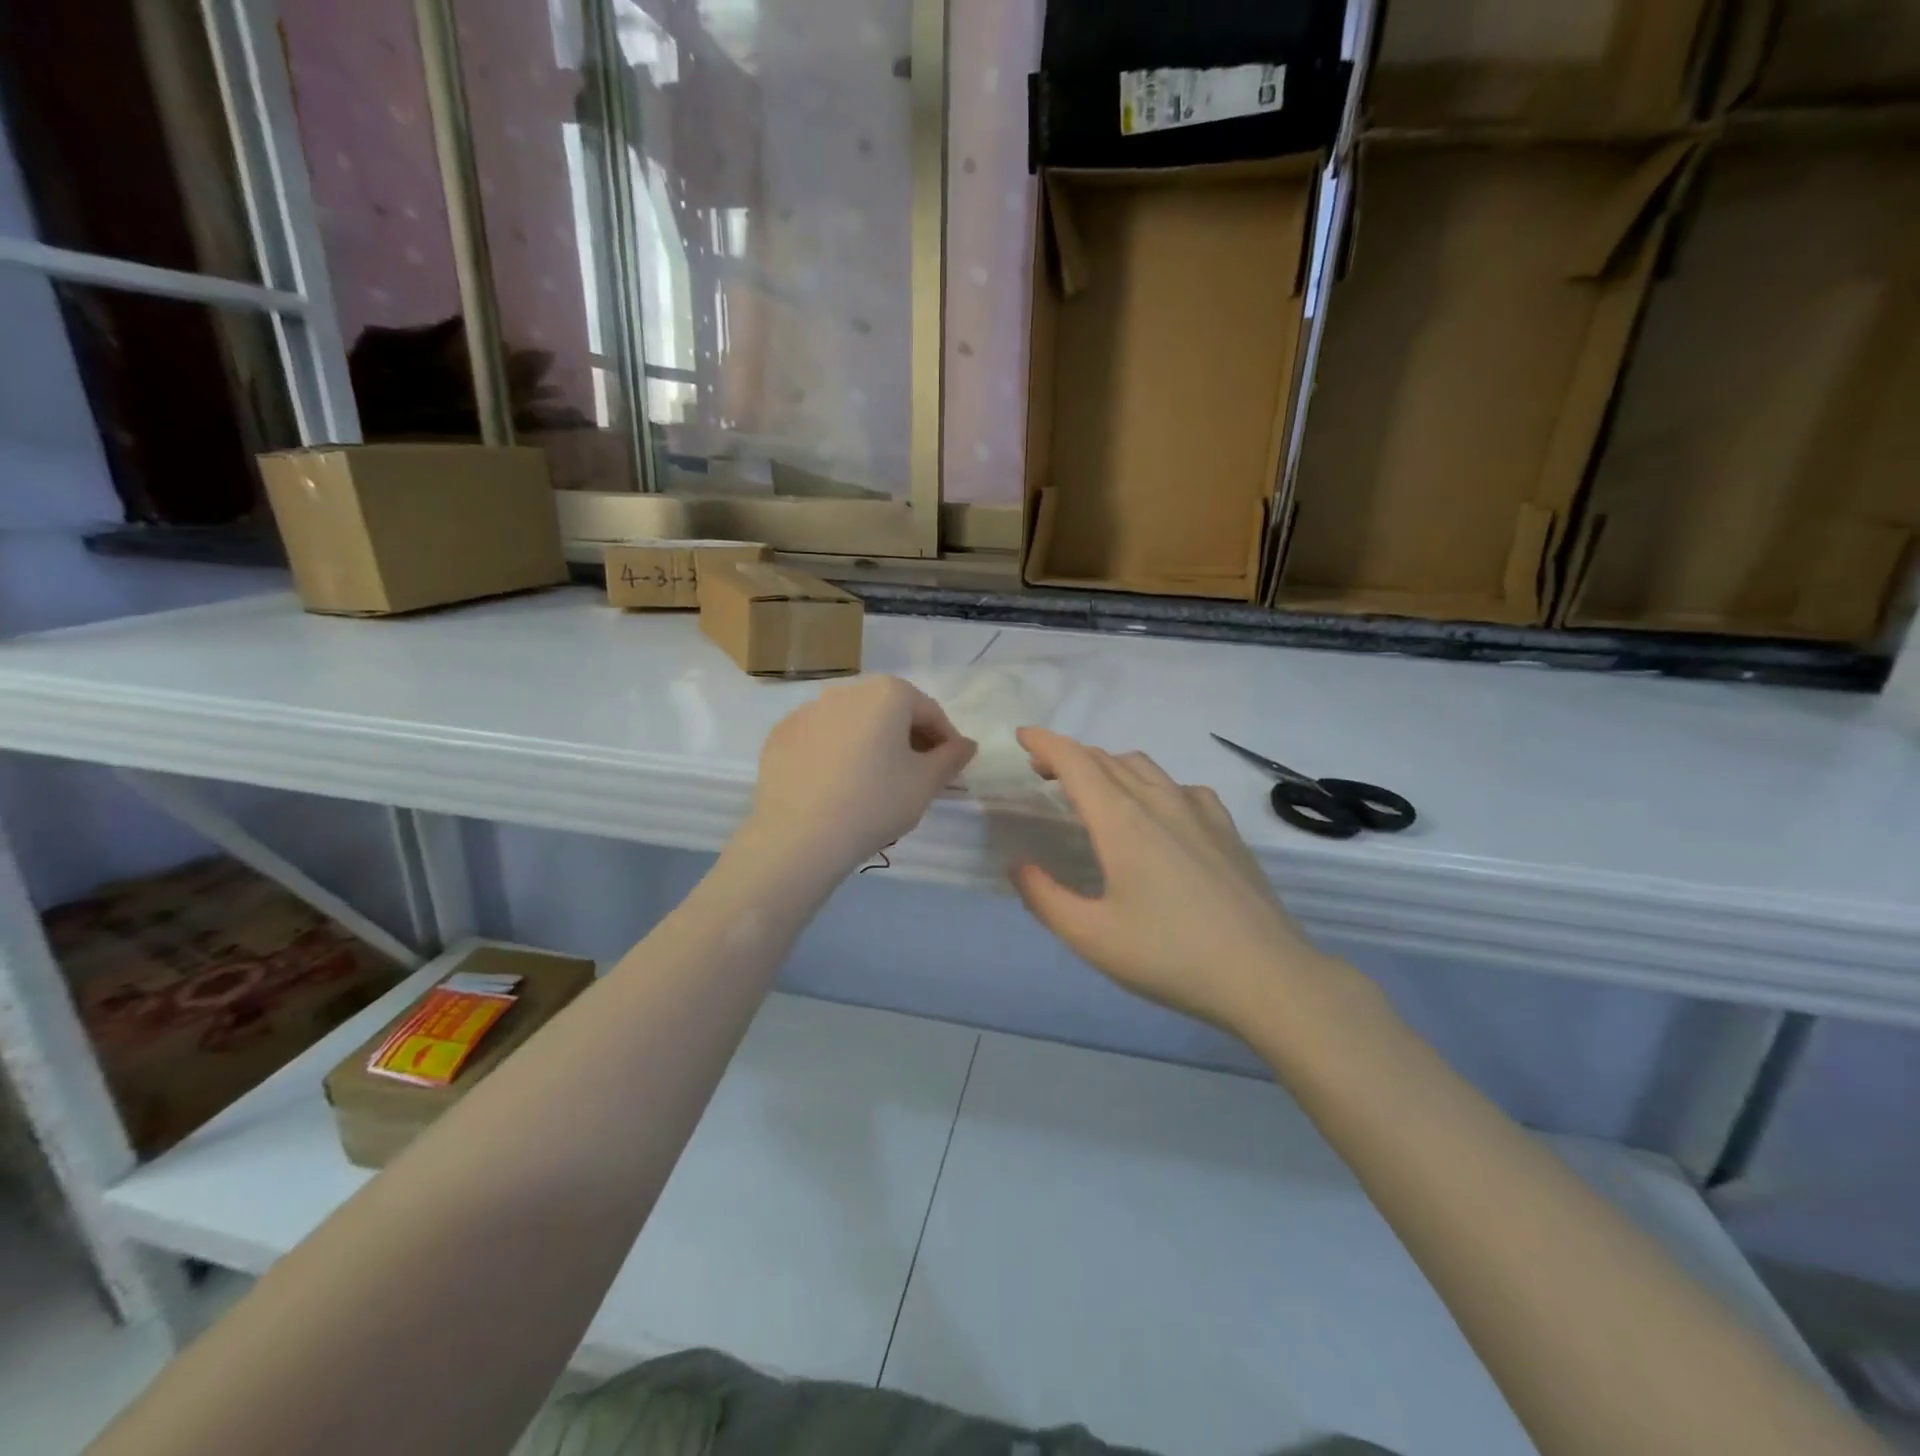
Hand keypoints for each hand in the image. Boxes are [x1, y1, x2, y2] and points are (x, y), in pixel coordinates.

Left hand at [740, 675, 976, 878]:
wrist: (799, 836)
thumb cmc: (875, 802)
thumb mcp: (925, 783)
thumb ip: (951, 758)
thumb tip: (966, 744)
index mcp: (887, 693)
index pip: (929, 712)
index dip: (945, 741)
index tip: (950, 769)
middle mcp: (846, 690)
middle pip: (889, 712)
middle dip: (907, 738)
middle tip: (915, 776)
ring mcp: (807, 710)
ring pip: (853, 723)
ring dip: (870, 744)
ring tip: (874, 782)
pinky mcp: (780, 735)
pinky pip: (820, 739)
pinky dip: (835, 753)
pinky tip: (836, 786)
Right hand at [1010, 728, 1330, 1031]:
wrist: (1266, 975)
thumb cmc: (1170, 956)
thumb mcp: (1092, 937)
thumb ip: (1045, 898)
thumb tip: (1019, 866)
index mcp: (1121, 822)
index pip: (1076, 763)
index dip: (1045, 743)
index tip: (1022, 735)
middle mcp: (1159, 803)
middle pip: (1107, 760)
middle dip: (1069, 756)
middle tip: (1043, 772)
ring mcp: (1199, 812)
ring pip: (1145, 768)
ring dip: (1109, 766)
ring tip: (1094, 788)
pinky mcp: (1226, 829)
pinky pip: (1181, 787)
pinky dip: (1153, 784)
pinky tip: (1158, 810)